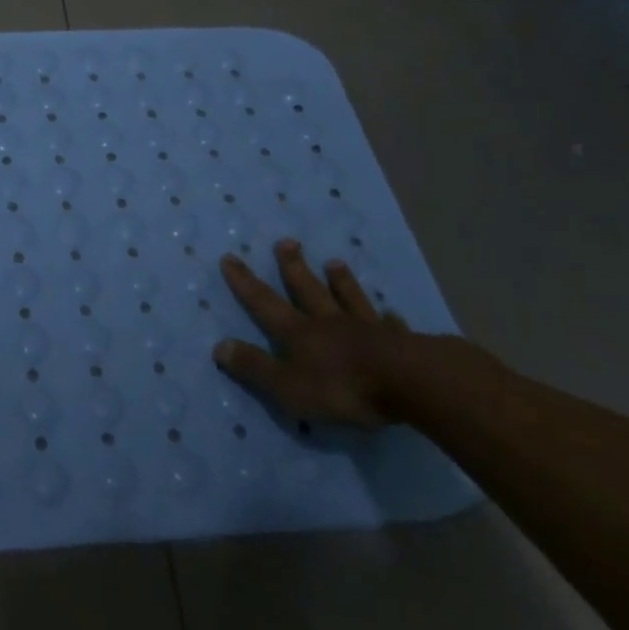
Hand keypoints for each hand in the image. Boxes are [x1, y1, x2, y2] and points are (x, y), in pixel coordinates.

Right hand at [212, 239, 408, 427]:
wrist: (409, 383)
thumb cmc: (343, 387)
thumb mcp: (288, 386)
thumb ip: (255, 367)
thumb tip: (219, 346)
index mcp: (299, 333)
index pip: (264, 303)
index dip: (245, 282)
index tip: (230, 257)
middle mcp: (328, 322)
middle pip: (307, 289)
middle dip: (293, 267)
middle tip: (286, 242)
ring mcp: (366, 329)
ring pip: (348, 298)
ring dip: (340, 281)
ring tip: (334, 262)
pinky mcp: (400, 343)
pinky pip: (390, 326)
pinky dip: (389, 319)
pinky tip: (393, 313)